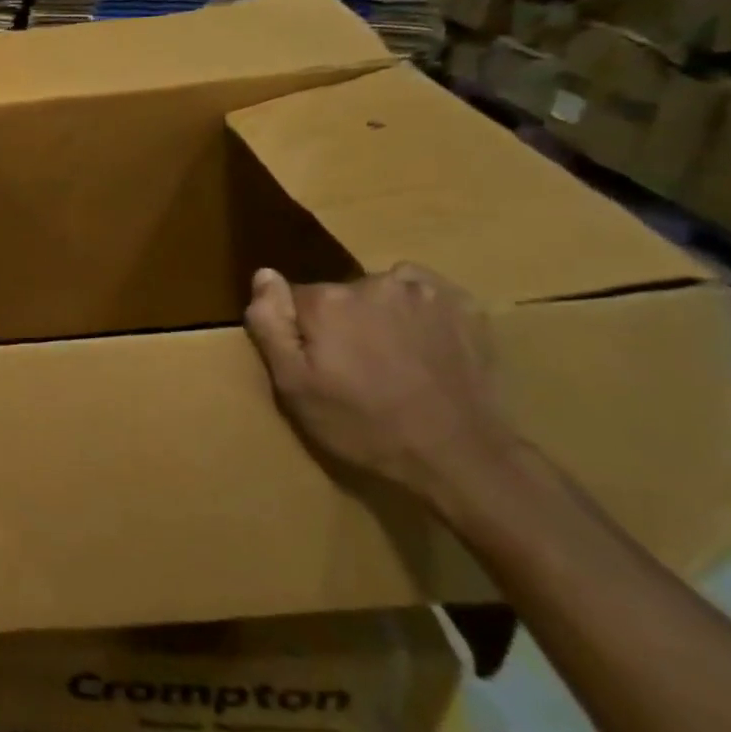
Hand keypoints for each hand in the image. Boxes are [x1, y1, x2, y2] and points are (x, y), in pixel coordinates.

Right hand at [243, 263, 520, 510]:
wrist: (459, 456)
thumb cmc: (362, 425)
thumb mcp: (294, 386)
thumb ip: (271, 324)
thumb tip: (263, 275)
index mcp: (327, 301)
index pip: (294, 298)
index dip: (300, 331)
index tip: (315, 364)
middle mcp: (374, 282)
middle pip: (339, 294)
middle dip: (340, 322)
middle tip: (354, 370)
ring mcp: (426, 292)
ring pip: (382, 291)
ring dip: (379, 315)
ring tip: (391, 359)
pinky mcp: (467, 307)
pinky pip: (425, 295)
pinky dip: (419, 314)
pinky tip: (424, 348)